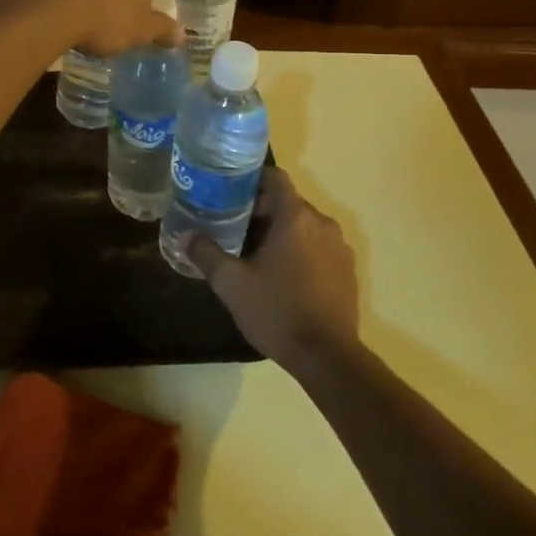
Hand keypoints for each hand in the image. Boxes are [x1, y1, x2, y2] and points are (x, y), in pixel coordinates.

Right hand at [183, 169, 360, 378]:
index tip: (230, 193)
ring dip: (282, 232)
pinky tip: (283, 276)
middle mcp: (322, 223)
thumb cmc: (277, 311)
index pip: (275, 178)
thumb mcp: (231, 284)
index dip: (252, 180)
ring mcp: (340, 247)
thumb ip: (207, 254)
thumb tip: (186, 236)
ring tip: (256, 254)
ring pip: (305, 226)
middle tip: (234, 228)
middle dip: (262, 211)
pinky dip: (301, 251)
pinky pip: (319, 247)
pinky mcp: (348, 270)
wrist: (327, 357)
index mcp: (296, 217)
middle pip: (289, 202)